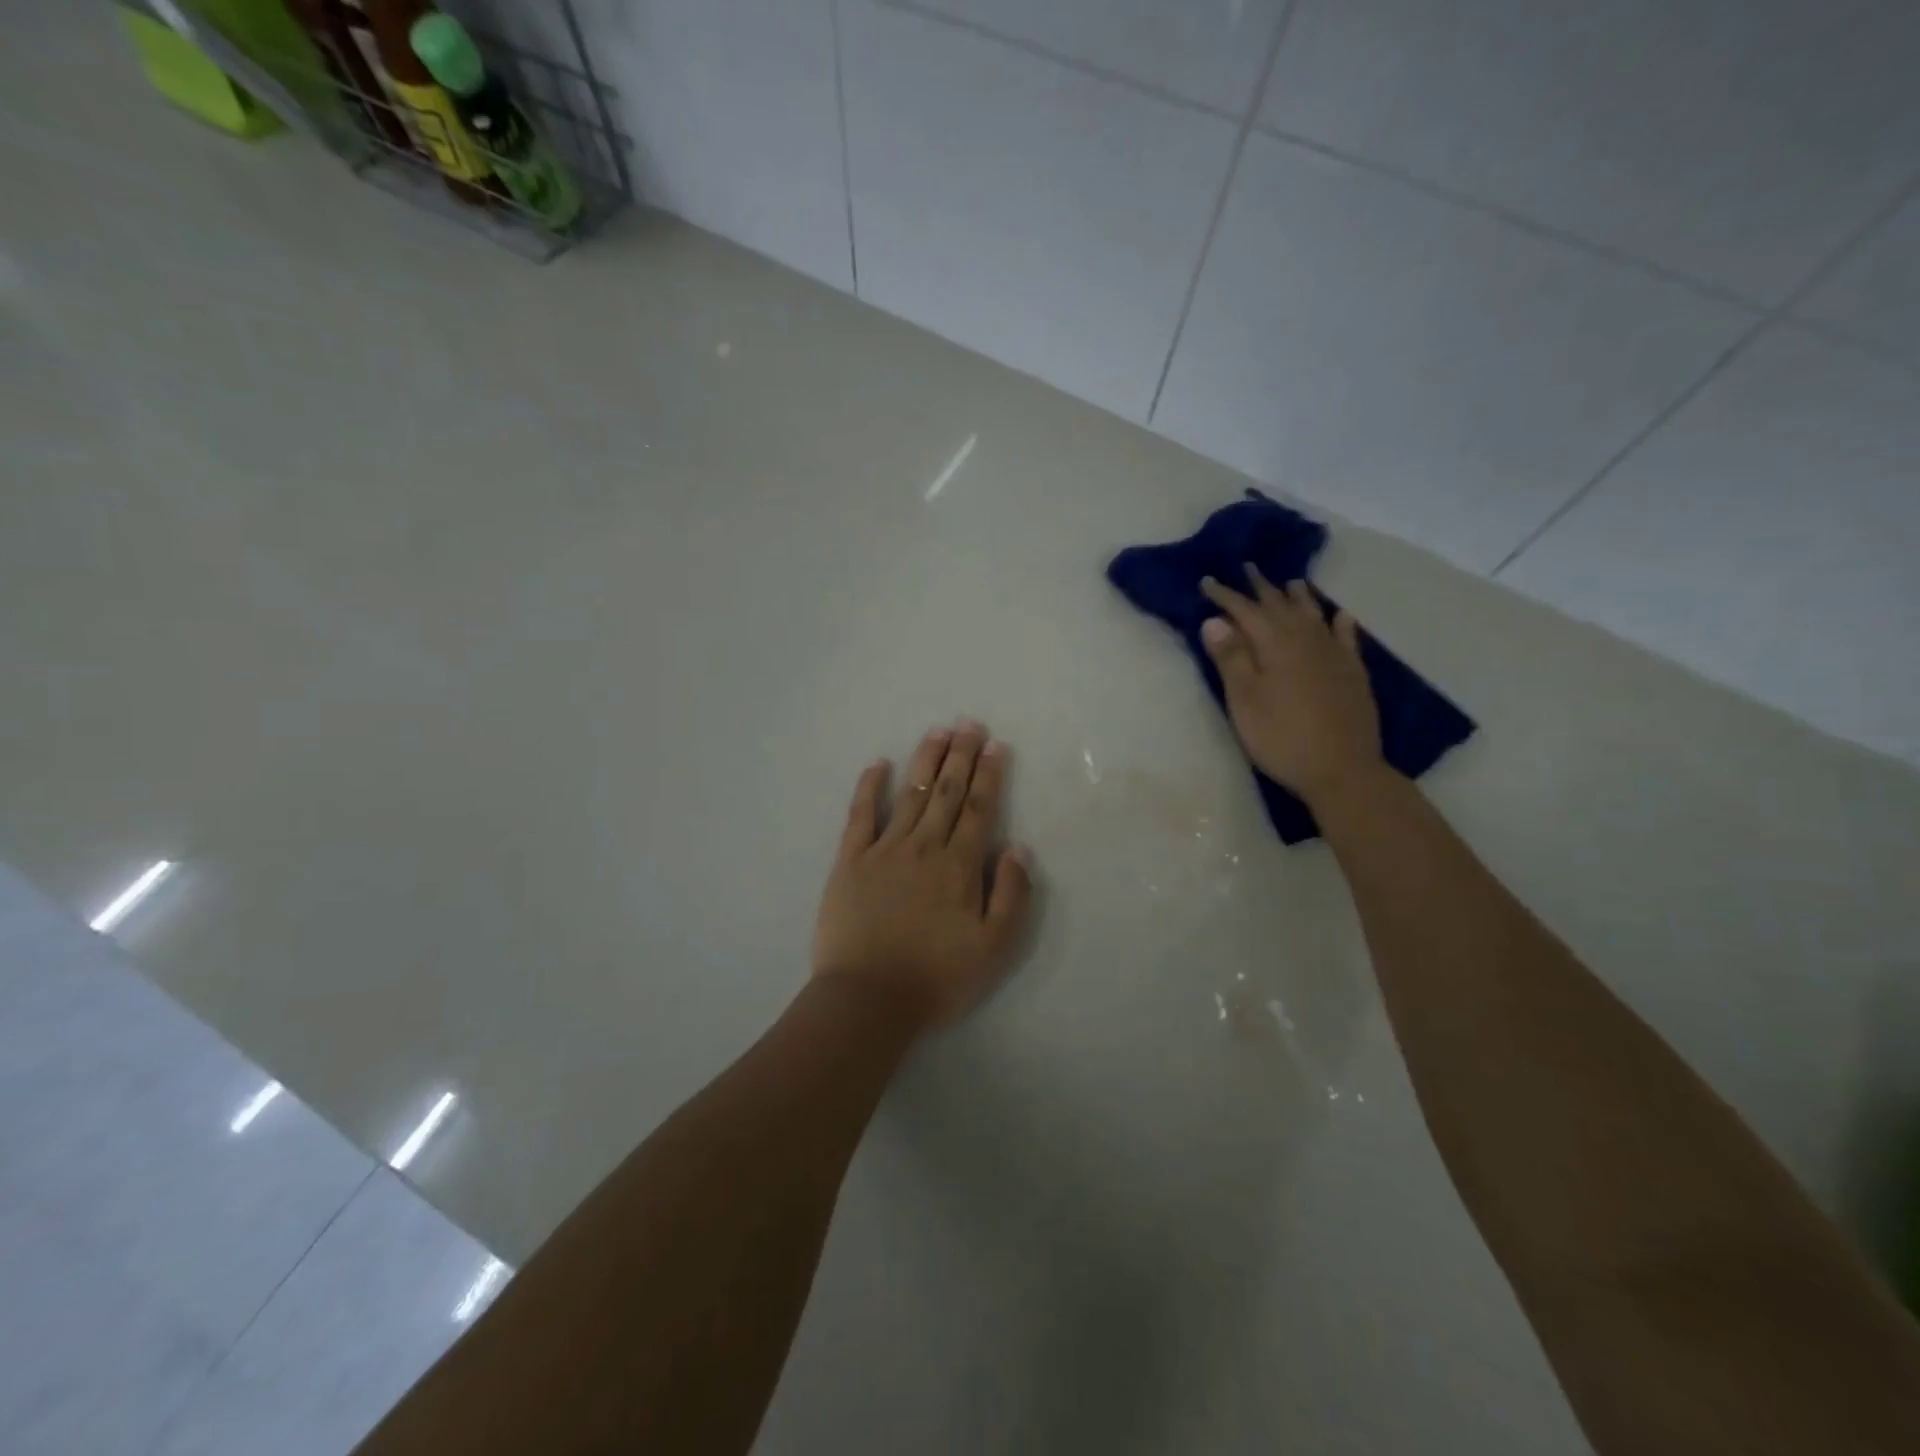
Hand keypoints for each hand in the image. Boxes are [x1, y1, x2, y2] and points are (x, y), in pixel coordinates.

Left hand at [812, 721, 1034, 1027]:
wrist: (868, 999)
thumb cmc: (937, 977)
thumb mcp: (994, 947)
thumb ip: (1011, 895)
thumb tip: (1018, 848)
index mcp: (959, 866)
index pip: (979, 809)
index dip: (988, 775)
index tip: (994, 745)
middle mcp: (924, 847)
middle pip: (947, 792)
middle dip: (960, 755)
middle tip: (968, 723)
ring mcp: (884, 850)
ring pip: (911, 795)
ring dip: (925, 761)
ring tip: (937, 732)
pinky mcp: (850, 862)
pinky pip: (860, 815)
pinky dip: (869, 787)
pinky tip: (878, 764)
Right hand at [1200, 566, 1384, 805]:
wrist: (1342, 769)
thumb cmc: (1281, 737)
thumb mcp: (1244, 701)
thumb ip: (1231, 659)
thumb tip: (1215, 621)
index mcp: (1275, 646)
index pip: (1245, 611)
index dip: (1225, 596)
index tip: (1208, 581)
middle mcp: (1306, 640)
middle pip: (1280, 606)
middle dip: (1261, 587)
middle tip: (1248, 568)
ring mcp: (1334, 655)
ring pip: (1313, 615)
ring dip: (1299, 597)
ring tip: (1290, 582)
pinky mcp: (1353, 673)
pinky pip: (1346, 636)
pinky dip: (1339, 621)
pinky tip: (1339, 614)